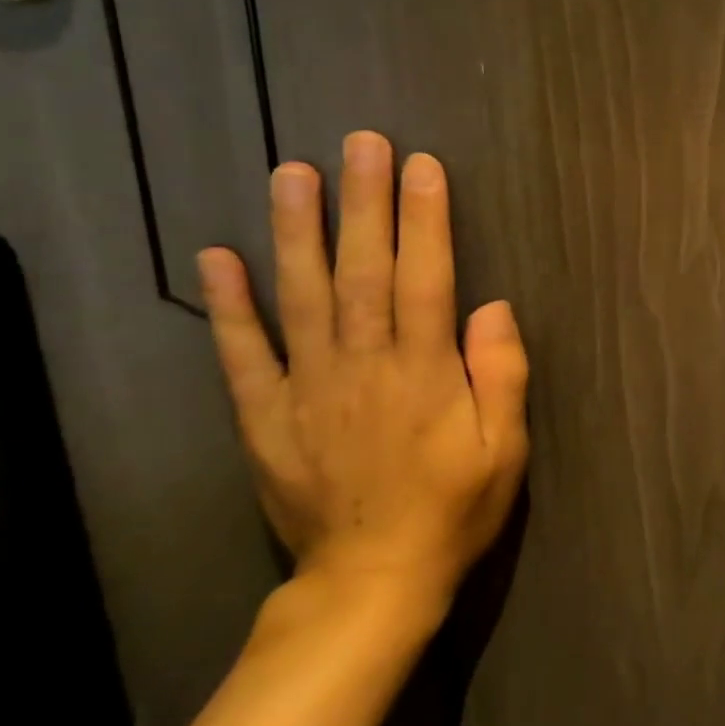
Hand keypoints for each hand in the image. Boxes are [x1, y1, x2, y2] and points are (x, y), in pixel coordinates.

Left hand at [195, 131, 529, 614]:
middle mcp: (364, 365)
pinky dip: (229, 305)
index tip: (421, 166)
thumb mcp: (505, 449)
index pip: (427, 278)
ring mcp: (308, 388)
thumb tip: (493, 307)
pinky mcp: (266, 416)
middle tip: (361, 143)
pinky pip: (243, 354)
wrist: (371, 582)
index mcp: (425, 372)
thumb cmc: (453, 510)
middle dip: (364, 202)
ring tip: (292, 173)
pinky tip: (219, 257)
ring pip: (302, 296)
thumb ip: (501, 374)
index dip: (425, 219)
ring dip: (297, 231)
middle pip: (364, 271)